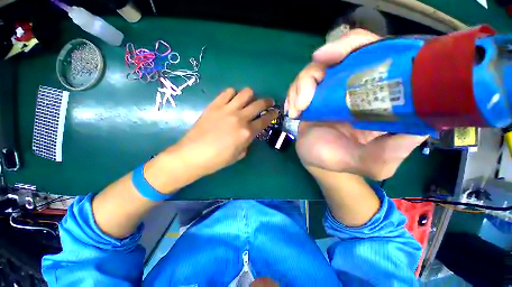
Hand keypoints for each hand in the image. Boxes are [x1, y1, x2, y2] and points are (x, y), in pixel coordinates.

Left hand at [172, 87, 276, 176]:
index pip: (265, 120)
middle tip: (268, 102)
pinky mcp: (215, 105)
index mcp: (247, 132)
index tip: (275, 111)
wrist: (192, 154)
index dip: (273, 114)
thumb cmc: (217, 160)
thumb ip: (247, 142)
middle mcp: (240, 118)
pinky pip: (228, 92)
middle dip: (267, 101)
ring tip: (249, 100)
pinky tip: (232, 100)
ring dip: (251, 96)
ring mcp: (227, 109)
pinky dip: (233, 94)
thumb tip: (248, 134)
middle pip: (259, 103)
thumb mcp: (238, 155)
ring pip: (246, 93)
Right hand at [286, 29, 425, 179]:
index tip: (335, 56)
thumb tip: (421, 126)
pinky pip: (301, 83)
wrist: (316, 161)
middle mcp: (355, 87)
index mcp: (377, 96)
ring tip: (298, 108)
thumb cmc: (342, 161)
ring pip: (317, 67)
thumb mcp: (373, 163)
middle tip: (316, 67)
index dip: (357, 46)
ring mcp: (330, 90)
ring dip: (302, 84)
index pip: (378, 54)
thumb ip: (391, 152)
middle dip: (328, 56)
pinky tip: (292, 110)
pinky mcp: (312, 97)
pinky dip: (293, 93)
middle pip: (345, 51)